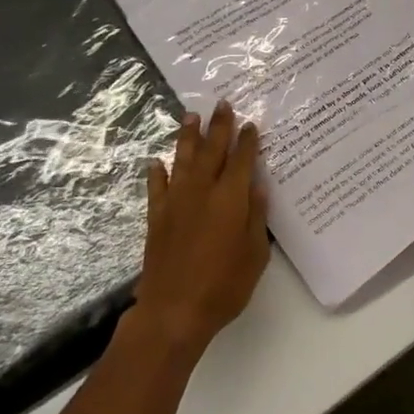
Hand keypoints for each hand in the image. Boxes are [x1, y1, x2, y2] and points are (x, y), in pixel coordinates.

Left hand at [130, 101, 270, 354]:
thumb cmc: (224, 285)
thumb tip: (257, 185)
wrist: (173, 310)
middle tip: (222, 104)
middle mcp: (202, 191)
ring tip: (190, 116)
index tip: (250, 123)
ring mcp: (176, 201)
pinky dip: (157, 172)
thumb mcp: (255, 254)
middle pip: (212, 150)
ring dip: (188, 136)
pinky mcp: (156, 217)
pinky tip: (157, 162)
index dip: (247, 140)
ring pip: (183, 159)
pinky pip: (157, 187)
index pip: (241, 160)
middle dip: (218, 126)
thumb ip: (256, 216)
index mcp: (230, 198)